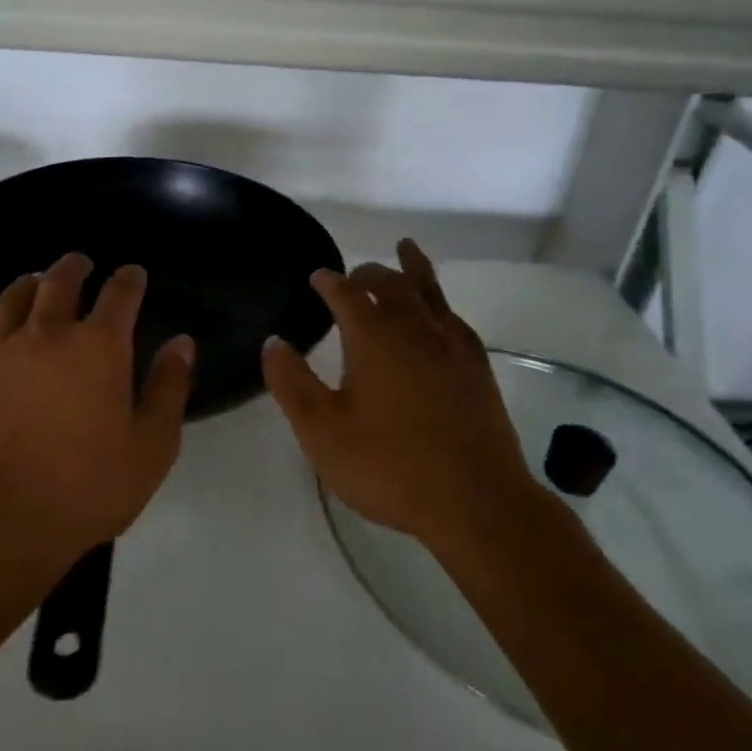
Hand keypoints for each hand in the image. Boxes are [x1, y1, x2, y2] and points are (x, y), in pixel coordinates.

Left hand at [0, 253, 194, 567]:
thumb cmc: (85, 488)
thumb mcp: (151, 448)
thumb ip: (169, 389)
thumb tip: (181, 343)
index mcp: (98, 347)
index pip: (119, 294)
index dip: (129, 279)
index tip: (133, 274)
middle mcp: (47, 334)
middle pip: (61, 281)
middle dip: (76, 267)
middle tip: (82, 264)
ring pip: (14, 297)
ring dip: (31, 283)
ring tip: (37, 282)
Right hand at [262, 239, 530, 552]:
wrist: (476, 501)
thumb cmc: (390, 466)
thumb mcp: (322, 431)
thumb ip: (292, 383)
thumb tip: (273, 342)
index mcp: (374, 337)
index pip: (345, 294)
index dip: (328, 282)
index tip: (317, 277)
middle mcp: (414, 328)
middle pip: (390, 283)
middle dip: (367, 273)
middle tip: (352, 275)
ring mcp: (452, 345)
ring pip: (428, 291)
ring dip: (411, 268)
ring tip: (405, 248)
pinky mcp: (477, 367)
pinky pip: (453, 317)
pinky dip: (439, 302)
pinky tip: (439, 313)